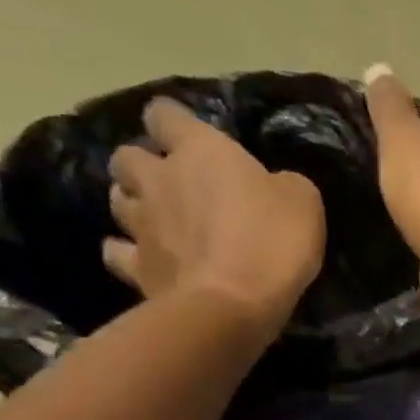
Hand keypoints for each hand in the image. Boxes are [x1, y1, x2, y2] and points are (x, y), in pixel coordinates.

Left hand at [104, 98, 325, 331]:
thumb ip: (282, 184)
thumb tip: (273, 184)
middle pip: (127, 156)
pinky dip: (126, 252)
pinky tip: (145, 259)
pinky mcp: (135, 267)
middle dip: (144, 165)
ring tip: (157, 219)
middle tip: (171, 184)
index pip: (165, 114)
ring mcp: (139, 224)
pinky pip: (116, 251)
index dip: (174, 122)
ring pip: (117, 199)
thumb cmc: (271, 243)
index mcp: (199, 150)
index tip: (190, 137)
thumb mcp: (303, 202)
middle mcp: (158, 178)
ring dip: (134, 204)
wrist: (231, 305)